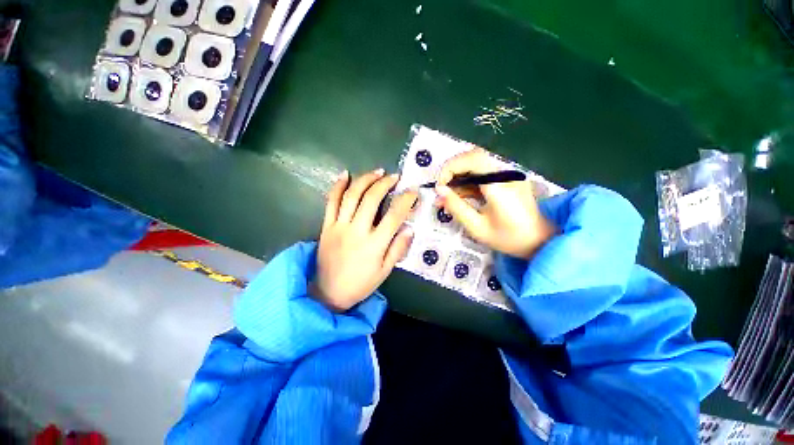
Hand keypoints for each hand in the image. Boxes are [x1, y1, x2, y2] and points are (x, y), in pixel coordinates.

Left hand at [314, 169, 417, 311]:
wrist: (328, 293)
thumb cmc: (360, 283)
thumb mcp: (385, 271)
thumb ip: (398, 249)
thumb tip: (409, 229)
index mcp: (374, 244)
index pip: (394, 216)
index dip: (405, 200)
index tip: (413, 191)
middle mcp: (357, 231)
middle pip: (371, 199)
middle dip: (385, 184)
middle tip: (394, 177)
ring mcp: (339, 226)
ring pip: (352, 196)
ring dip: (365, 180)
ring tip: (377, 172)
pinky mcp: (326, 226)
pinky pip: (330, 202)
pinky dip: (337, 186)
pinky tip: (345, 174)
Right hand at [434, 149, 556, 258]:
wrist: (539, 242)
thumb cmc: (508, 238)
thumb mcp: (477, 227)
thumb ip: (457, 207)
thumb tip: (439, 190)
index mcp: (500, 185)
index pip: (473, 159)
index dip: (451, 167)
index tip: (440, 186)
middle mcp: (506, 174)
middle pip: (473, 157)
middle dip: (452, 172)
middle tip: (441, 192)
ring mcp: (507, 175)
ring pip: (476, 165)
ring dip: (458, 177)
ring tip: (446, 198)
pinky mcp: (506, 179)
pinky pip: (482, 174)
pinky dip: (467, 183)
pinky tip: (458, 197)